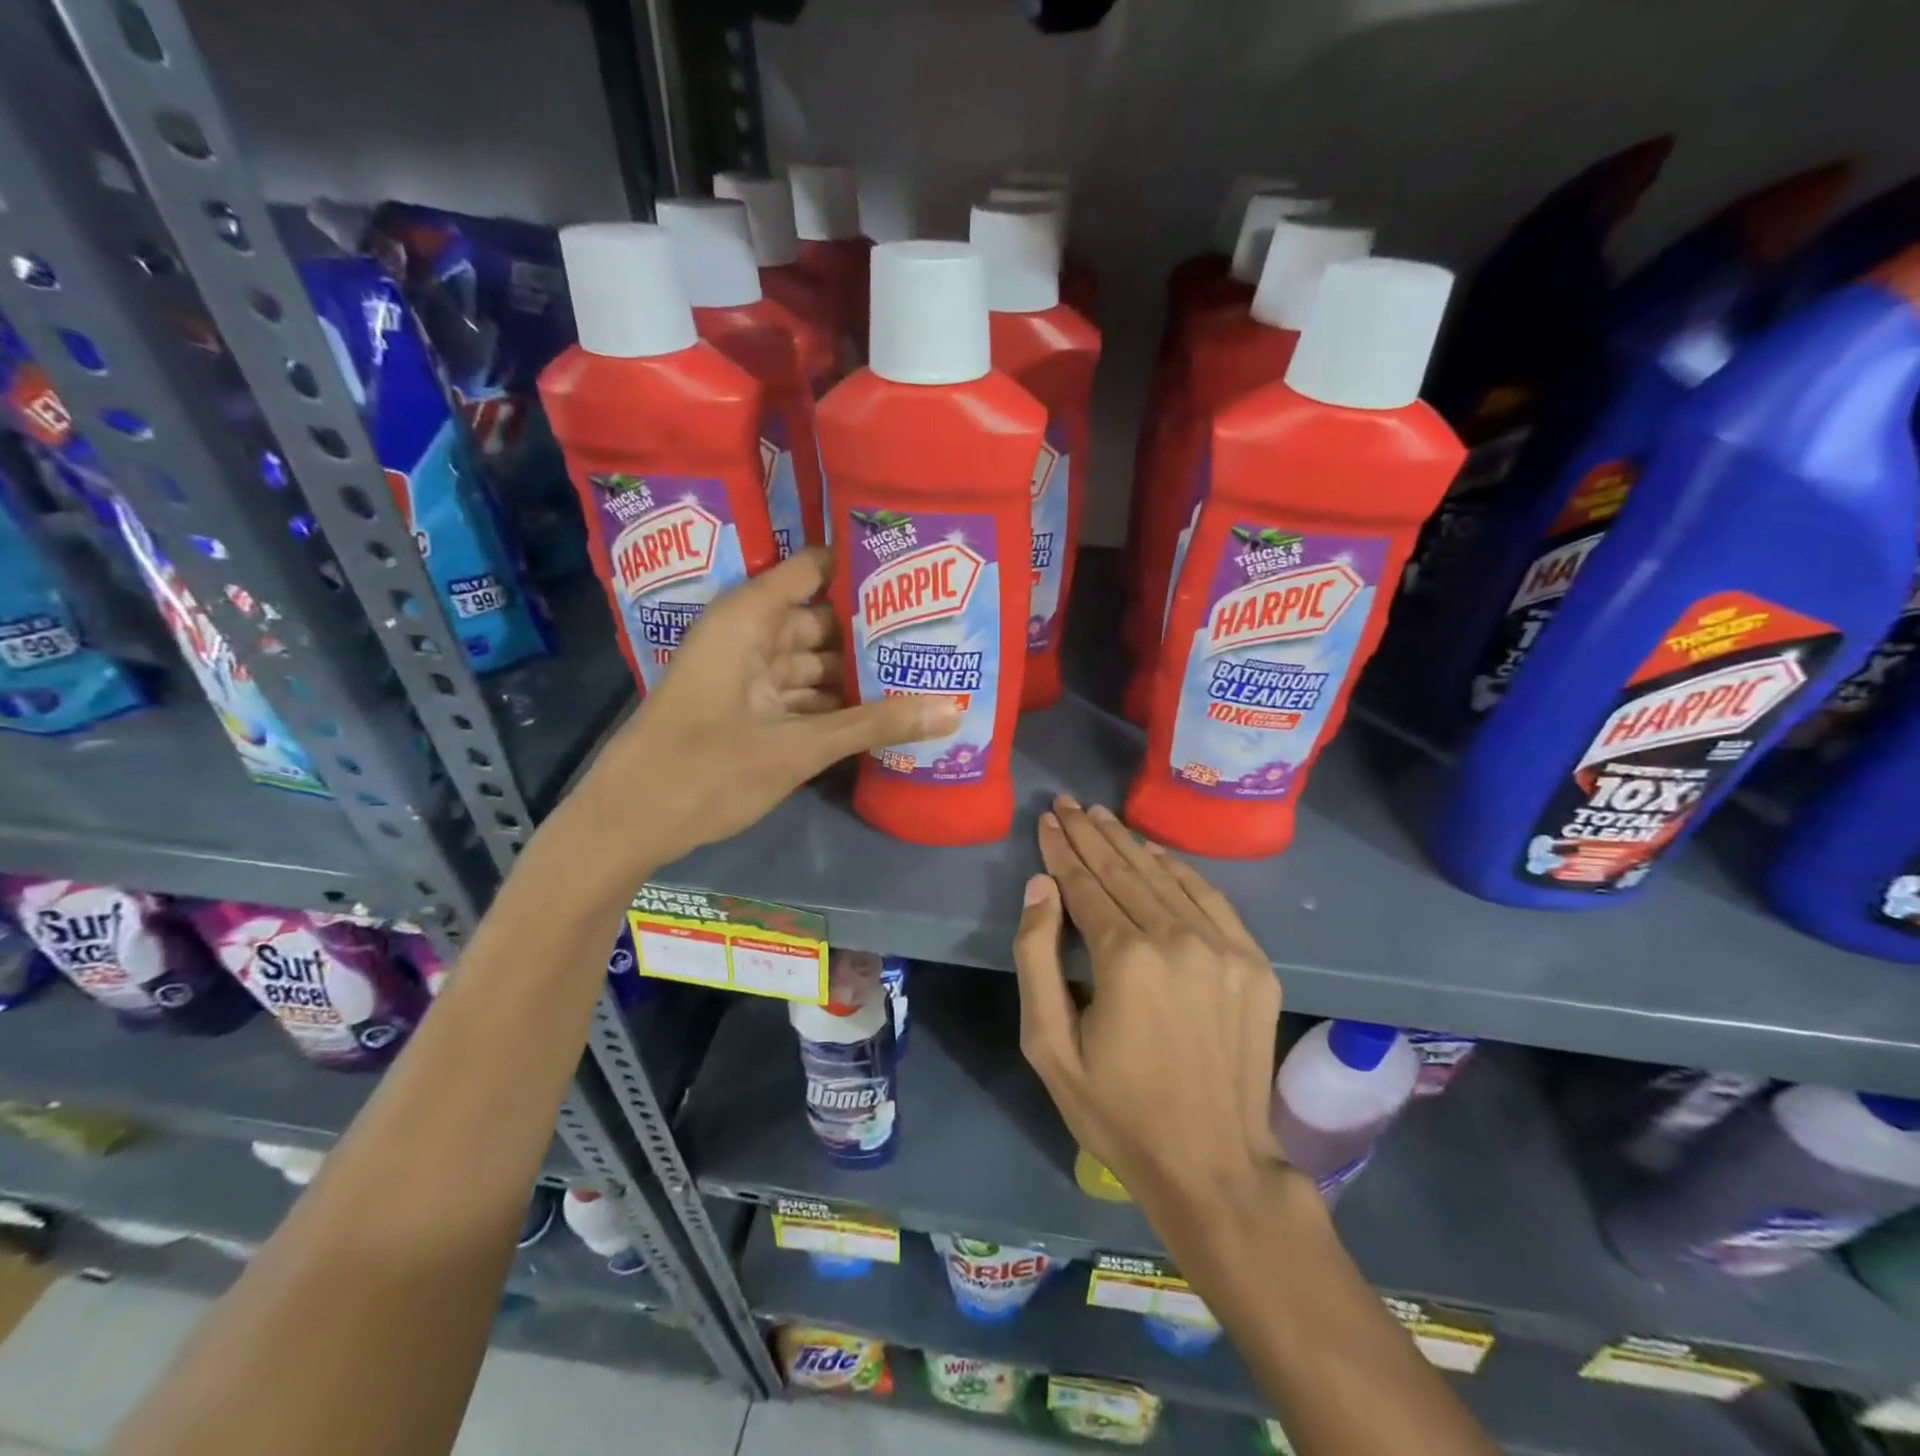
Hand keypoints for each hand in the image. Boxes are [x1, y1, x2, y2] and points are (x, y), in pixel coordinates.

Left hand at [575, 548, 956, 865]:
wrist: (630, 822)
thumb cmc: (707, 769)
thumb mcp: (799, 747)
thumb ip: (874, 725)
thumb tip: (952, 711)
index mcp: (749, 619)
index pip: (814, 570)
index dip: (862, 569)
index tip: (917, 575)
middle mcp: (748, 636)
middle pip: (821, 621)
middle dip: (871, 632)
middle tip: (935, 634)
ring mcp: (746, 675)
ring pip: (813, 663)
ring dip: (857, 675)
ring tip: (920, 673)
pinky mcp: (747, 709)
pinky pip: (800, 694)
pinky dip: (833, 704)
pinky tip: (880, 714)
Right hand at [1013, 797, 1286, 1212]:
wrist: (1214, 1166)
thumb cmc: (1117, 1111)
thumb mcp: (1050, 1046)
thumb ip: (1037, 958)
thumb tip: (1039, 886)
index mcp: (1126, 958)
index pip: (1085, 884)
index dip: (1062, 850)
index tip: (1048, 820)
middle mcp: (1178, 938)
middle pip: (1125, 870)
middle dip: (1091, 834)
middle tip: (1069, 804)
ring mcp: (1224, 948)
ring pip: (1166, 878)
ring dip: (1130, 844)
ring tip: (1103, 817)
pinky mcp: (1254, 963)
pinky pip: (1211, 899)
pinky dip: (1179, 871)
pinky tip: (1156, 854)